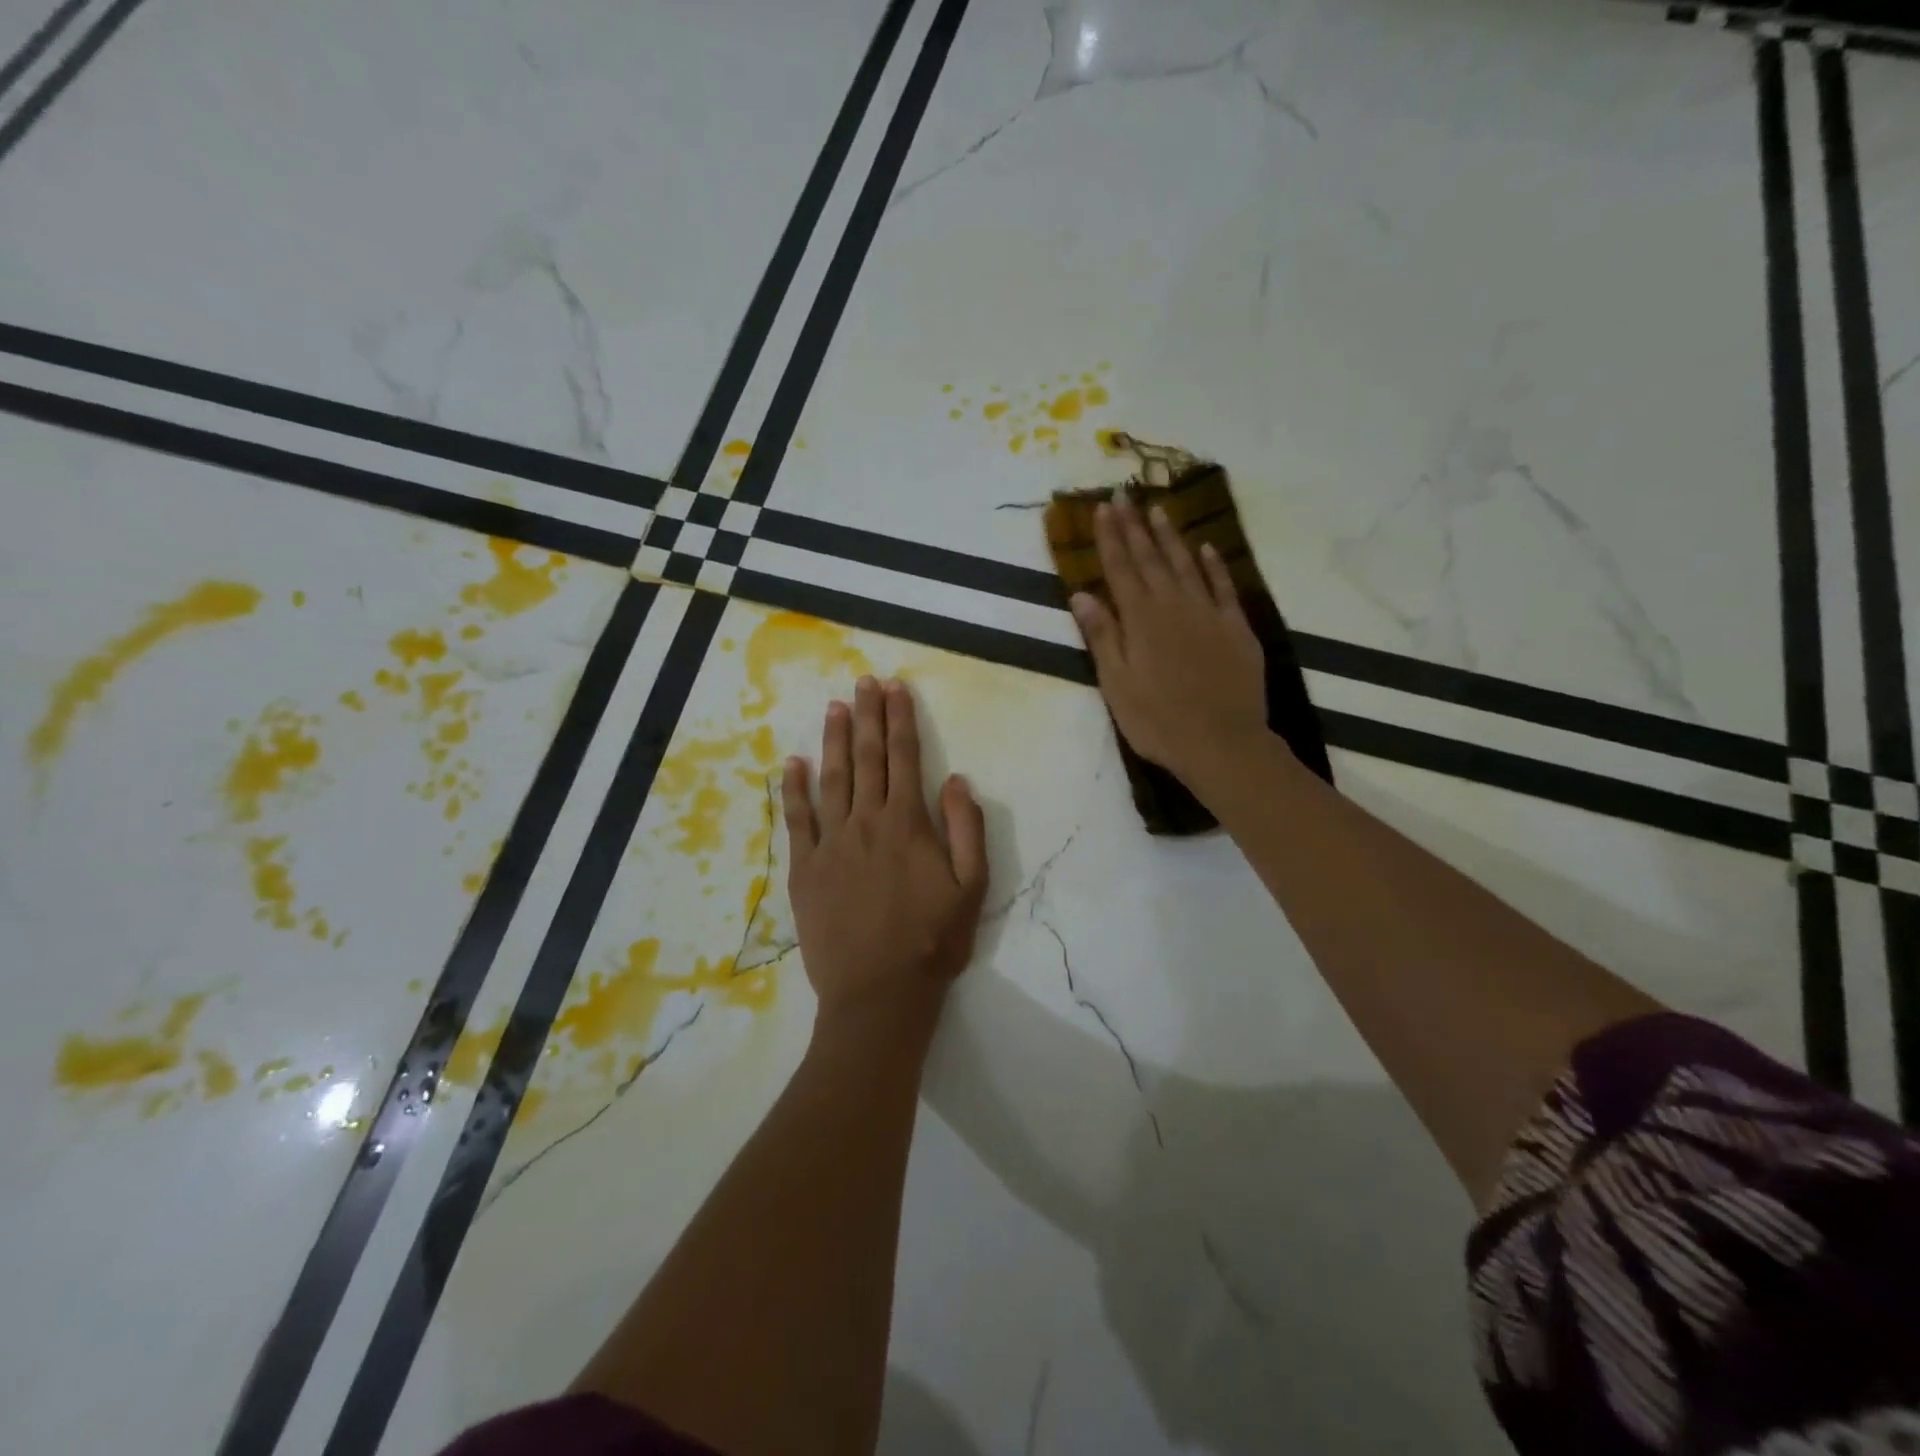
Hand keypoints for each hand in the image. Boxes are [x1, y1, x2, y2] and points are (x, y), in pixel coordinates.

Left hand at [783, 676, 989, 1036]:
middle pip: (867, 758)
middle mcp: (866, 822)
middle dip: (868, 715)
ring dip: (834, 739)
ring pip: (832, 778)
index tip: (896, 688)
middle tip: (864, 681)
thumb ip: (966, 829)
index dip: (901, 719)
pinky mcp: (805, 868)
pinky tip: (793, 763)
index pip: (905, 757)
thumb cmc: (933, 941)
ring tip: (835, 706)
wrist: (879, 993)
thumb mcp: (972, 888)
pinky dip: (794, 789)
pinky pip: (797, 819)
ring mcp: (830, 843)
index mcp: (908, 823)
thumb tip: (957, 779)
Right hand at [1070, 499, 1269, 784]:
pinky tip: (1207, 548)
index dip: (1110, 538)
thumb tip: (1081, 594)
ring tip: (1158, 510)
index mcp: (1140, 620)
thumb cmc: (1158, 721)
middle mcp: (1174, 606)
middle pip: (1151, 559)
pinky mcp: (1236, 628)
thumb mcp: (1116, 684)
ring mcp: (1209, 614)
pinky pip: (1223, 587)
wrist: (1222, 744)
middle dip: (1135, 527)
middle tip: (1125, 495)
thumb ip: (1101, 636)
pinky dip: (1214, 565)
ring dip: (1170, 537)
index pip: (1120, 569)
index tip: (1103, 508)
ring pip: (1186, 565)